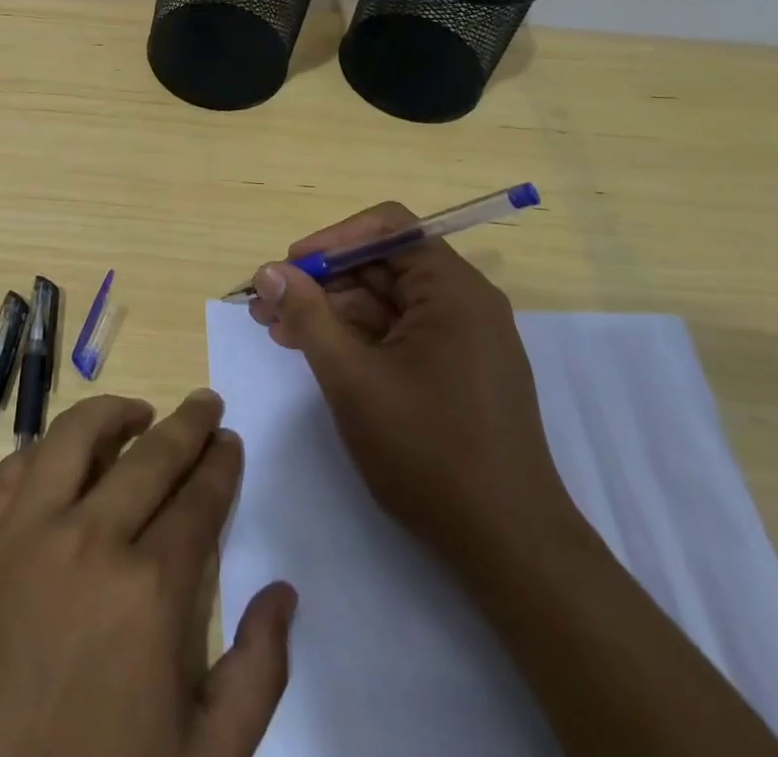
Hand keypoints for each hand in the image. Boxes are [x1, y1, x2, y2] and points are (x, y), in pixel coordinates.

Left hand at [0, 391, 296, 756]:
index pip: (198, 500)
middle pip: (151, 457)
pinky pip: (14, 468)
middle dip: (188, 425)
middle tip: (206, 404)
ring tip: (137, 412)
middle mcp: (88, 539)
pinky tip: (60, 454)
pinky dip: (46, 450)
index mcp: (149, 591)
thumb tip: (283, 594)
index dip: (220, 465)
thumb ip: (255, 675)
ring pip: (75, 437)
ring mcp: (22, 532)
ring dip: (114, 414)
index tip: (230, 441)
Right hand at [248, 201, 577, 563]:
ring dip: (332, 311)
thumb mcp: (353, 379)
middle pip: (382, 266)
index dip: (333, 240)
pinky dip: (357, 338)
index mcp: (452, 290)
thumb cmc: (429, 452)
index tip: (291, 267)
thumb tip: (269, 271)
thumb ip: (307, 316)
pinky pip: (400, 334)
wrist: (510, 549)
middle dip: (322, 281)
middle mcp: (464, 302)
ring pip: (386, 302)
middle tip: (267, 305)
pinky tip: (316, 353)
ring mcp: (464, 339)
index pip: (388, 228)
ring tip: (279, 332)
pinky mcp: (459, 371)